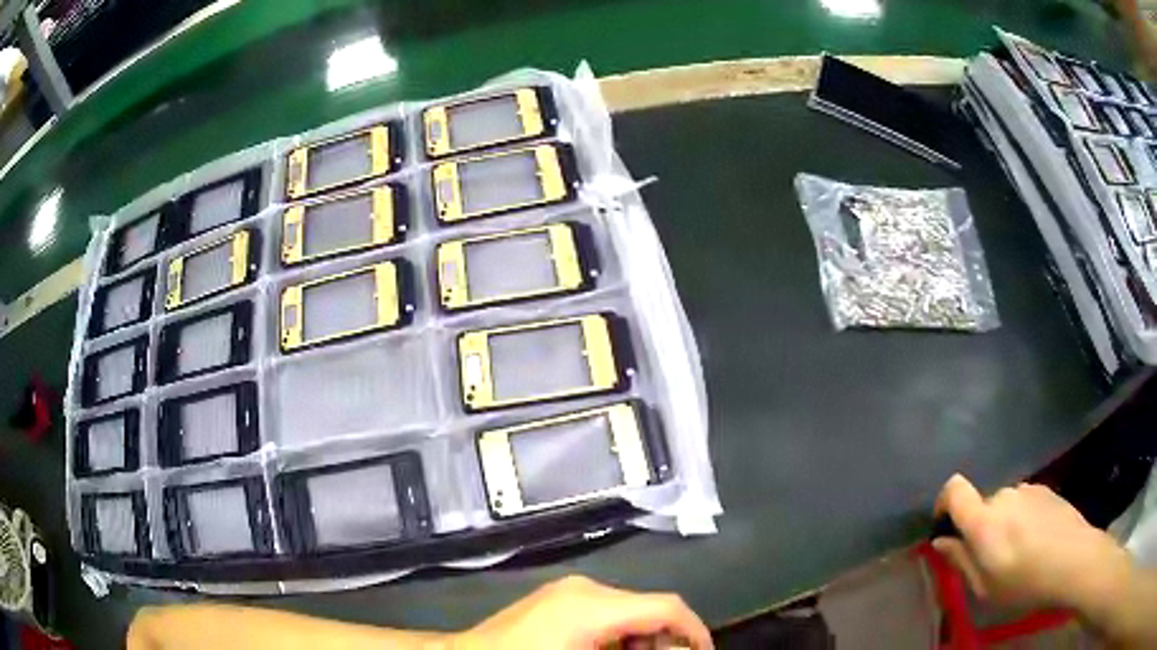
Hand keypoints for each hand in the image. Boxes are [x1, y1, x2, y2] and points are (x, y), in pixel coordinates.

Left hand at [451, 575, 711, 648]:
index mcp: (594, 604)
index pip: (666, 607)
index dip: (695, 632)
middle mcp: (586, 588)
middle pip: (649, 608)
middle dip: (666, 641)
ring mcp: (568, 592)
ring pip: (629, 612)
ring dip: (643, 641)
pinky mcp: (558, 601)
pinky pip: (605, 615)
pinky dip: (619, 637)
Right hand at [932, 474, 1131, 609]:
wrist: (1074, 559)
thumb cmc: (1025, 582)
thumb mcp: (985, 587)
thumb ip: (961, 561)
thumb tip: (941, 541)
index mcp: (984, 521)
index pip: (954, 489)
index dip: (944, 502)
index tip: (945, 526)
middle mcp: (1004, 495)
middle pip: (981, 503)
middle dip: (979, 526)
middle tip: (989, 558)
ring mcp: (1028, 489)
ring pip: (1003, 504)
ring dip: (1002, 523)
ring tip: (1017, 552)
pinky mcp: (1046, 489)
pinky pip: (1023, 501)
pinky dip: (1021, 518)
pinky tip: (1035, 541)